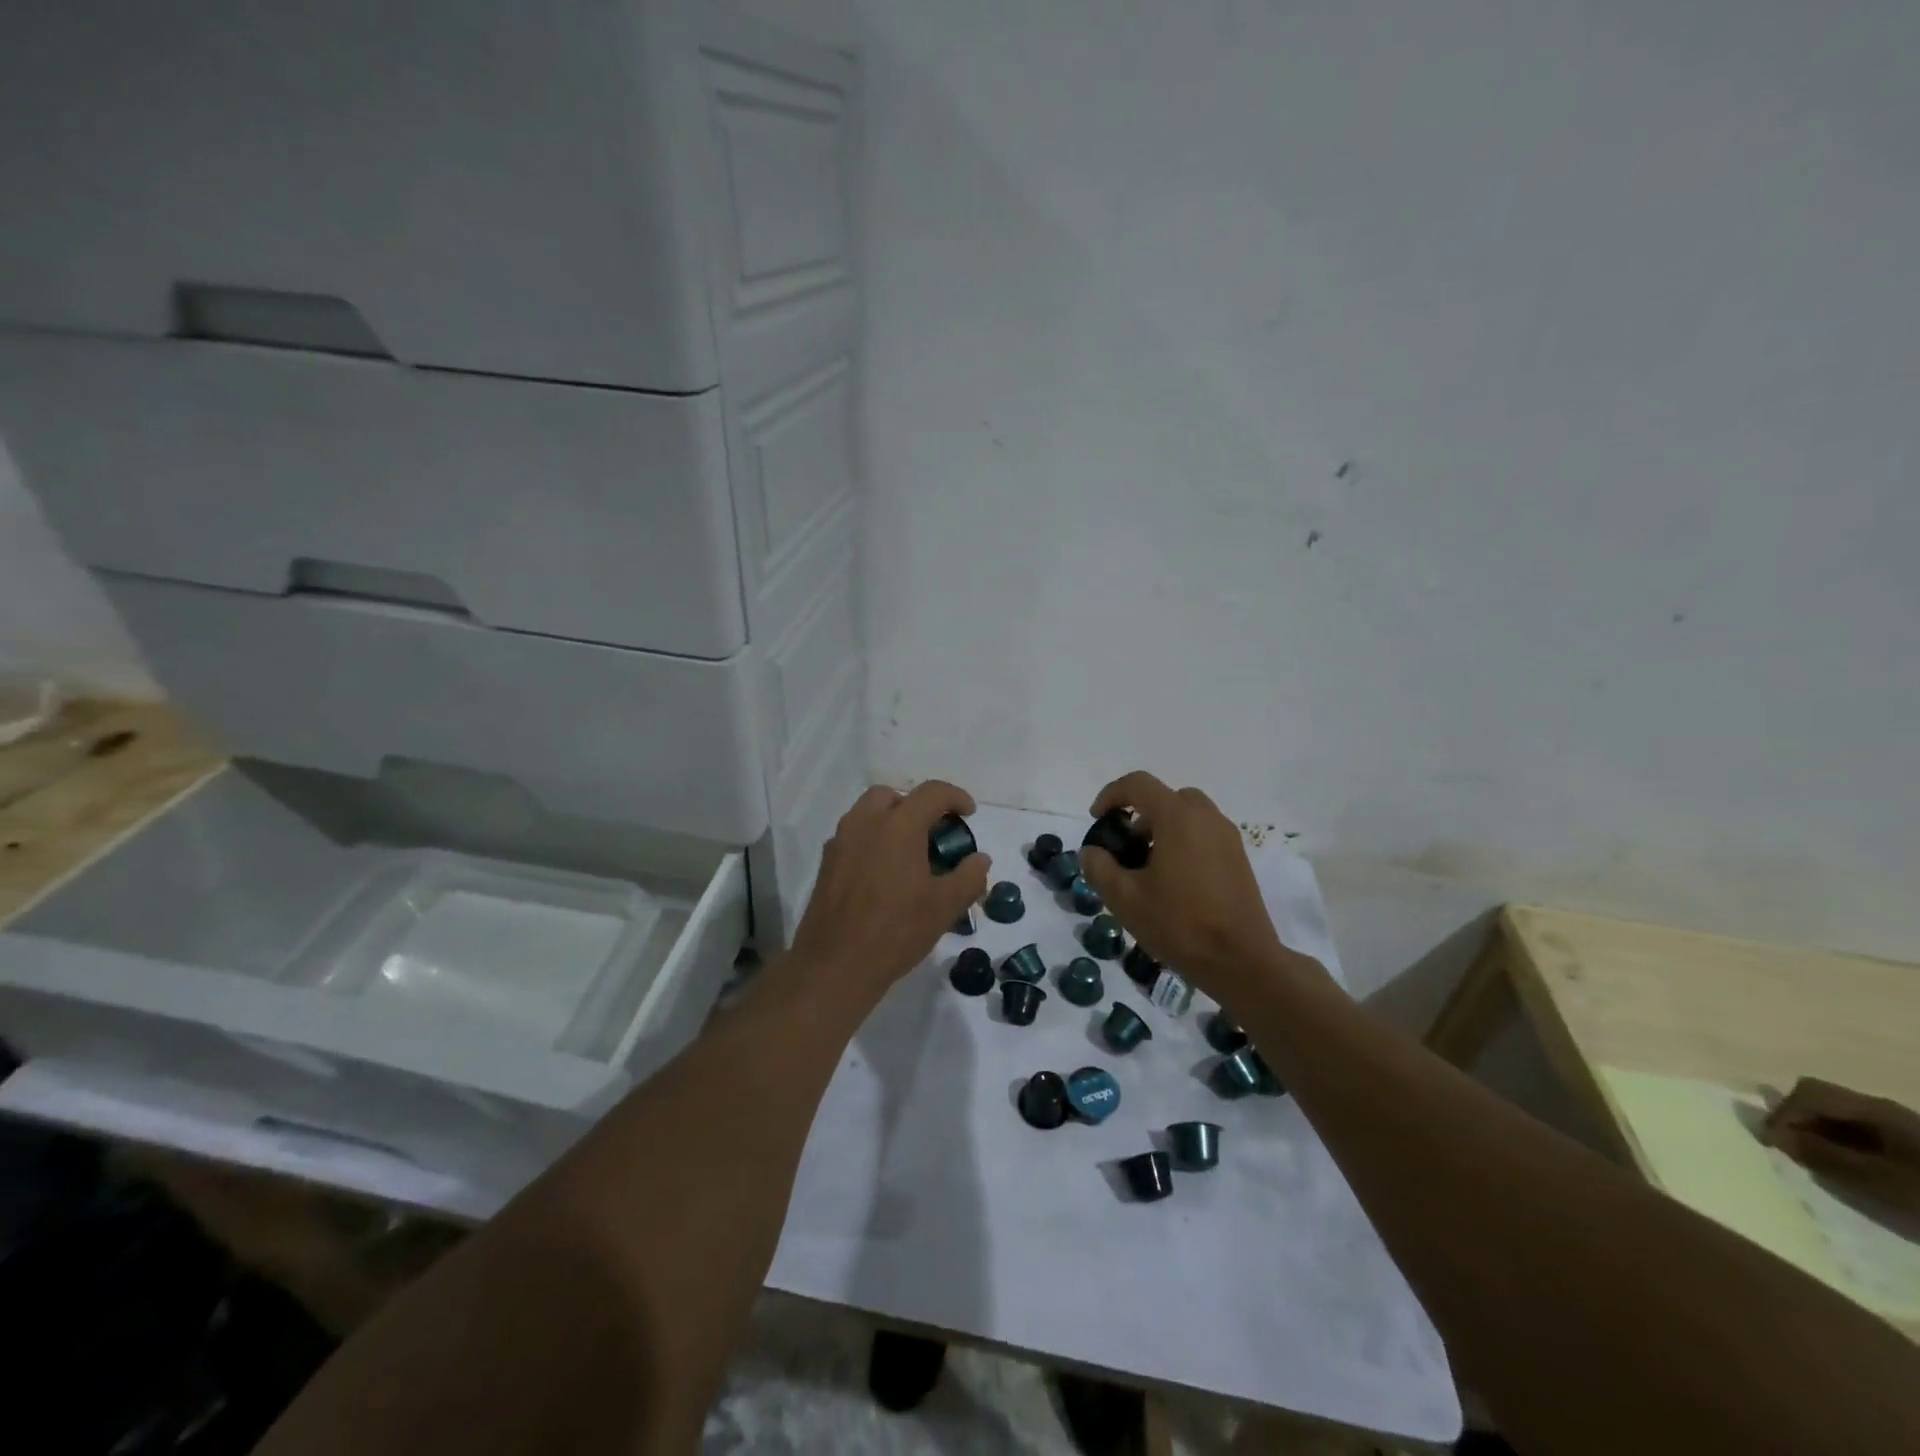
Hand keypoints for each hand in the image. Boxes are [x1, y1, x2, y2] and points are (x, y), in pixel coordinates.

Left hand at [786, 782, 989, 1001]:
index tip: (969, 813)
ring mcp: (841, 841)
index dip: (955, 797)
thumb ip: (969, 876)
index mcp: (899, 825)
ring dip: (891, 820)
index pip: (932, 792)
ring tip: (909, 852)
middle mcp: (866, 823)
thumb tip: (980, 858)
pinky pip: (853, 836)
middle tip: (933, 832)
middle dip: (916, 805)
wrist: (837, 963)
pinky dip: (872, 840)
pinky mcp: (827, 863)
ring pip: (868, 813)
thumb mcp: (945, 906)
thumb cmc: (897, 930)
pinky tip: (884, 873)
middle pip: (893, 795)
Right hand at [1079, 771, 1324, 1002]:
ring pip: (1188, 815)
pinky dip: (1184, 842)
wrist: (1241, 962)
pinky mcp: (1239, 859)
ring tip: (1148, 866)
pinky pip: (1204, 834)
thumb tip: (1092, 852)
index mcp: (1178, 818)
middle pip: (1167, 797)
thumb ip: (1099, 867)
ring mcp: (1228, 838)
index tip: (1098, 820)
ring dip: (1163, 828)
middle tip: (1126, 845)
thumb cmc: (1179, 924)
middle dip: (1140, 812)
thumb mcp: (1124, 898)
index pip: (1139, 784)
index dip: (1111, 795)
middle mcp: (1206, 818)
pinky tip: (1174, 881)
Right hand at [1762, 1077, 1919, 1216]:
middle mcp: (1882, 1107)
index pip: (1807, 1093)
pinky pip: (1860, 1132)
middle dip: (1797, 1118)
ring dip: (1818, 1132)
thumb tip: (1774, 1135)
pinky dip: (1841, 1143)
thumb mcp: (1877, 1179)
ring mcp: (1899, 1125)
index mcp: (1873, 1108)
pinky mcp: (1909, 1144)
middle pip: (1820, 1098)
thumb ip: (1823, 1154)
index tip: (1773, 1142)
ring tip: (1814, 1159)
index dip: (1783, 1113)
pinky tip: (1847, 1166)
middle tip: (1789, 1147)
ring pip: (1839, 1115)